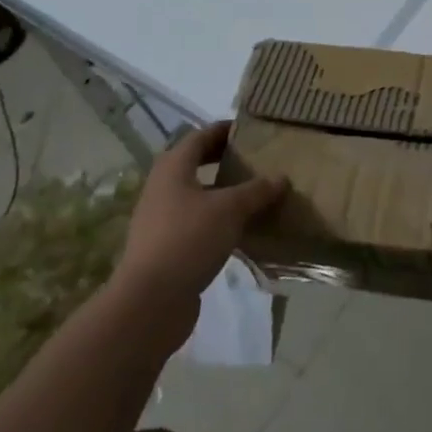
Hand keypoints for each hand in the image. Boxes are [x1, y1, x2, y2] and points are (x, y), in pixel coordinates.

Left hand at [114, 122, 287, 345]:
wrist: (149, 303)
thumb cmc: (189, 239)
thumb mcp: (230, 209)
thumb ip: (257, 190)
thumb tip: (281, 177)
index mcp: (173, 168)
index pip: (200, 136)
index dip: (224, 130)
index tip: (250, 129)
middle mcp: (163, 188)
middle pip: (195, 164)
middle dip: (223, 159)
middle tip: (255, 158)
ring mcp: (161, 220)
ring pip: (197, 195)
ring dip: (223, 191)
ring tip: (255, 192)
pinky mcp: (166, 248)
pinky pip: (197, 222)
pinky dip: (218, 219)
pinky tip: (242, 229)